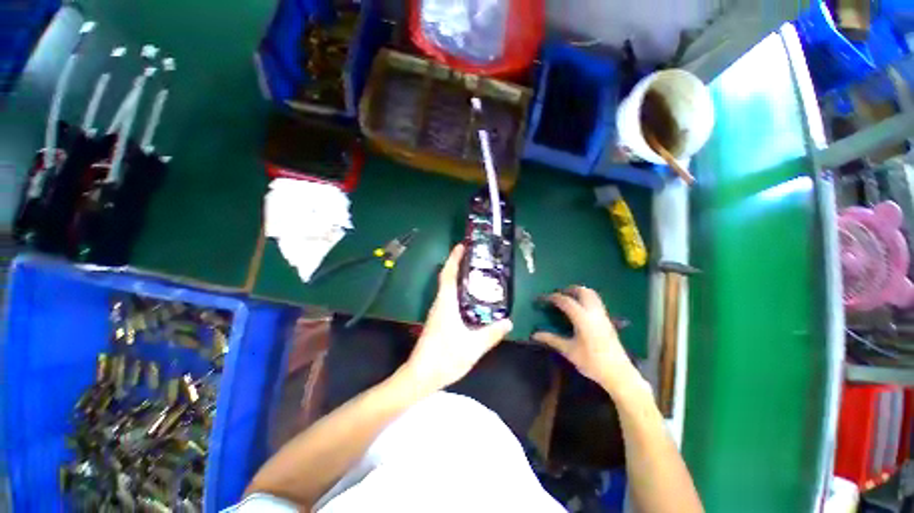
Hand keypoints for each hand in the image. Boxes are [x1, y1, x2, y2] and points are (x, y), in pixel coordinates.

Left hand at [402, 244, 512, 393]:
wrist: (421, 376)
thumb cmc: (444, 358)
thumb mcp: (472, 346)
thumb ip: (491, 334)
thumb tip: (508, 321)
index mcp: (446, 303)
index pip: (448, 274)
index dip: (453, 259)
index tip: (461, 246)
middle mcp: (440, 303)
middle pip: (448, 278)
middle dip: (459, 265)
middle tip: (477, 259)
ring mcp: (438, 312)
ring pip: (448, 288)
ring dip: (459, 278)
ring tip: (479, 275)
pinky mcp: (439, 320)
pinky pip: (450, 299)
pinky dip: (460, 292)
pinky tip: (473, 300)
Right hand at [532, 286, 644, 396]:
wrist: (618, 374)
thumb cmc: (592, 362)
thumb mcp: (569, 351)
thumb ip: (552, 339)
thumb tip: (535, 334)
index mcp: (583, 318)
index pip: (566, 301)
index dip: (553, 298)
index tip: (543, 298)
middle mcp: (594, 313)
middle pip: (583, 292)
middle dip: (569, 290)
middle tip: (558, 295)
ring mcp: (603, 316)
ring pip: (592, 295)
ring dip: (579, 293)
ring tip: (568, 300)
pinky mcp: (608, 321)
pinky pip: (596, 302)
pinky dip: (586, 300)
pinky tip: (580, 311)